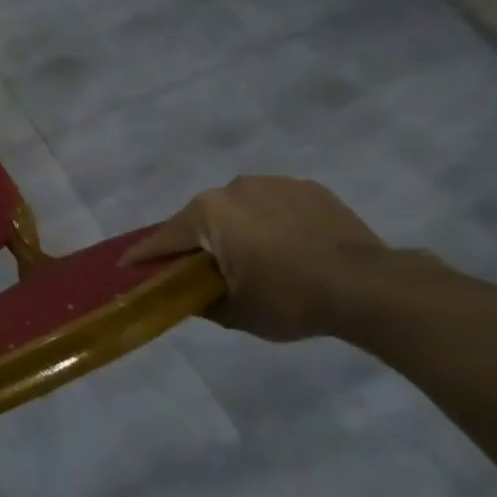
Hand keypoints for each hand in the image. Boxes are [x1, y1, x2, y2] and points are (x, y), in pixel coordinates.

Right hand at [122, 175, 387, 341]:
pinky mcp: (310, 189)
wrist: (370, 287)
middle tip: (197, 269)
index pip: (164, 238)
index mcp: (207, 213)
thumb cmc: (288, 298)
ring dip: (235, 229)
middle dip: (195, 242)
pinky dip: (270, 224)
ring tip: (249, 258)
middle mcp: (234, 188)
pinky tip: (284, 247)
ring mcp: (275, 183)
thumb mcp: (233, 312)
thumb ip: (199, 300)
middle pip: (202, 219)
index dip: (144, 257)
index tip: (126, 268)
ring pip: (239, 209)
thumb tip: (186, 295)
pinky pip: (275, 206)